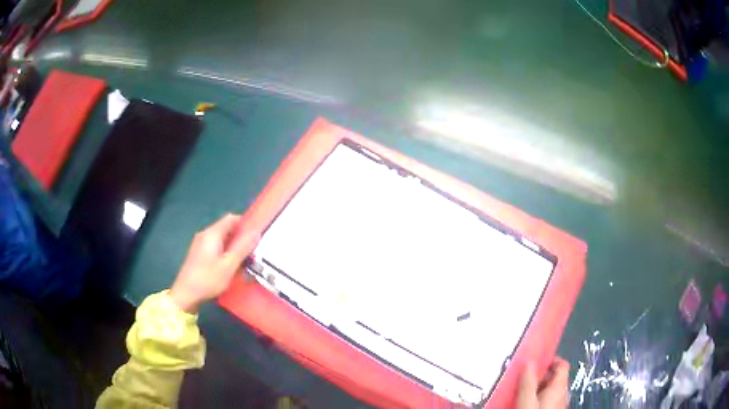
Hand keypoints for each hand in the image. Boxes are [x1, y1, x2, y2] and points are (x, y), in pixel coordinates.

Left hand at [169, 214, 259, 312]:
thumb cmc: (208, 279)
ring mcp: (200, 245)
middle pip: (227, 229)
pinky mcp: (199, 255)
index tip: (258, 235)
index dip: (246, 223)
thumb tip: (256, 232)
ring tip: (246, 261)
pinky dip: (226, 254)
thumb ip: (242, 248)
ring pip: (222, 240)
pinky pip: (216, 248)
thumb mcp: (228, 265)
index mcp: (212, 233)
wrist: (186, 295)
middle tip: (255, 251)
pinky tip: (232, 267)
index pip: (232, 218)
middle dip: (241, 238)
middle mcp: (205, 235)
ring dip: (235, 248)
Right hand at [516, 358, 569, 408]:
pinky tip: (526, 403)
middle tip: (524, 378)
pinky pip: (547, 399)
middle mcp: (563, 394)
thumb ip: (528, 381)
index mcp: (560, 387)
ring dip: (537, 387)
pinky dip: (537, 397)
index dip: (549, 359)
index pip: (562, 364)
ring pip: (550, 389)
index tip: (536, 359)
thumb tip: (529, 362)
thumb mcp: (527, 399)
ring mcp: (559, 404)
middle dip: (539, 375)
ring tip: (522, 392)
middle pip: (554, 377)